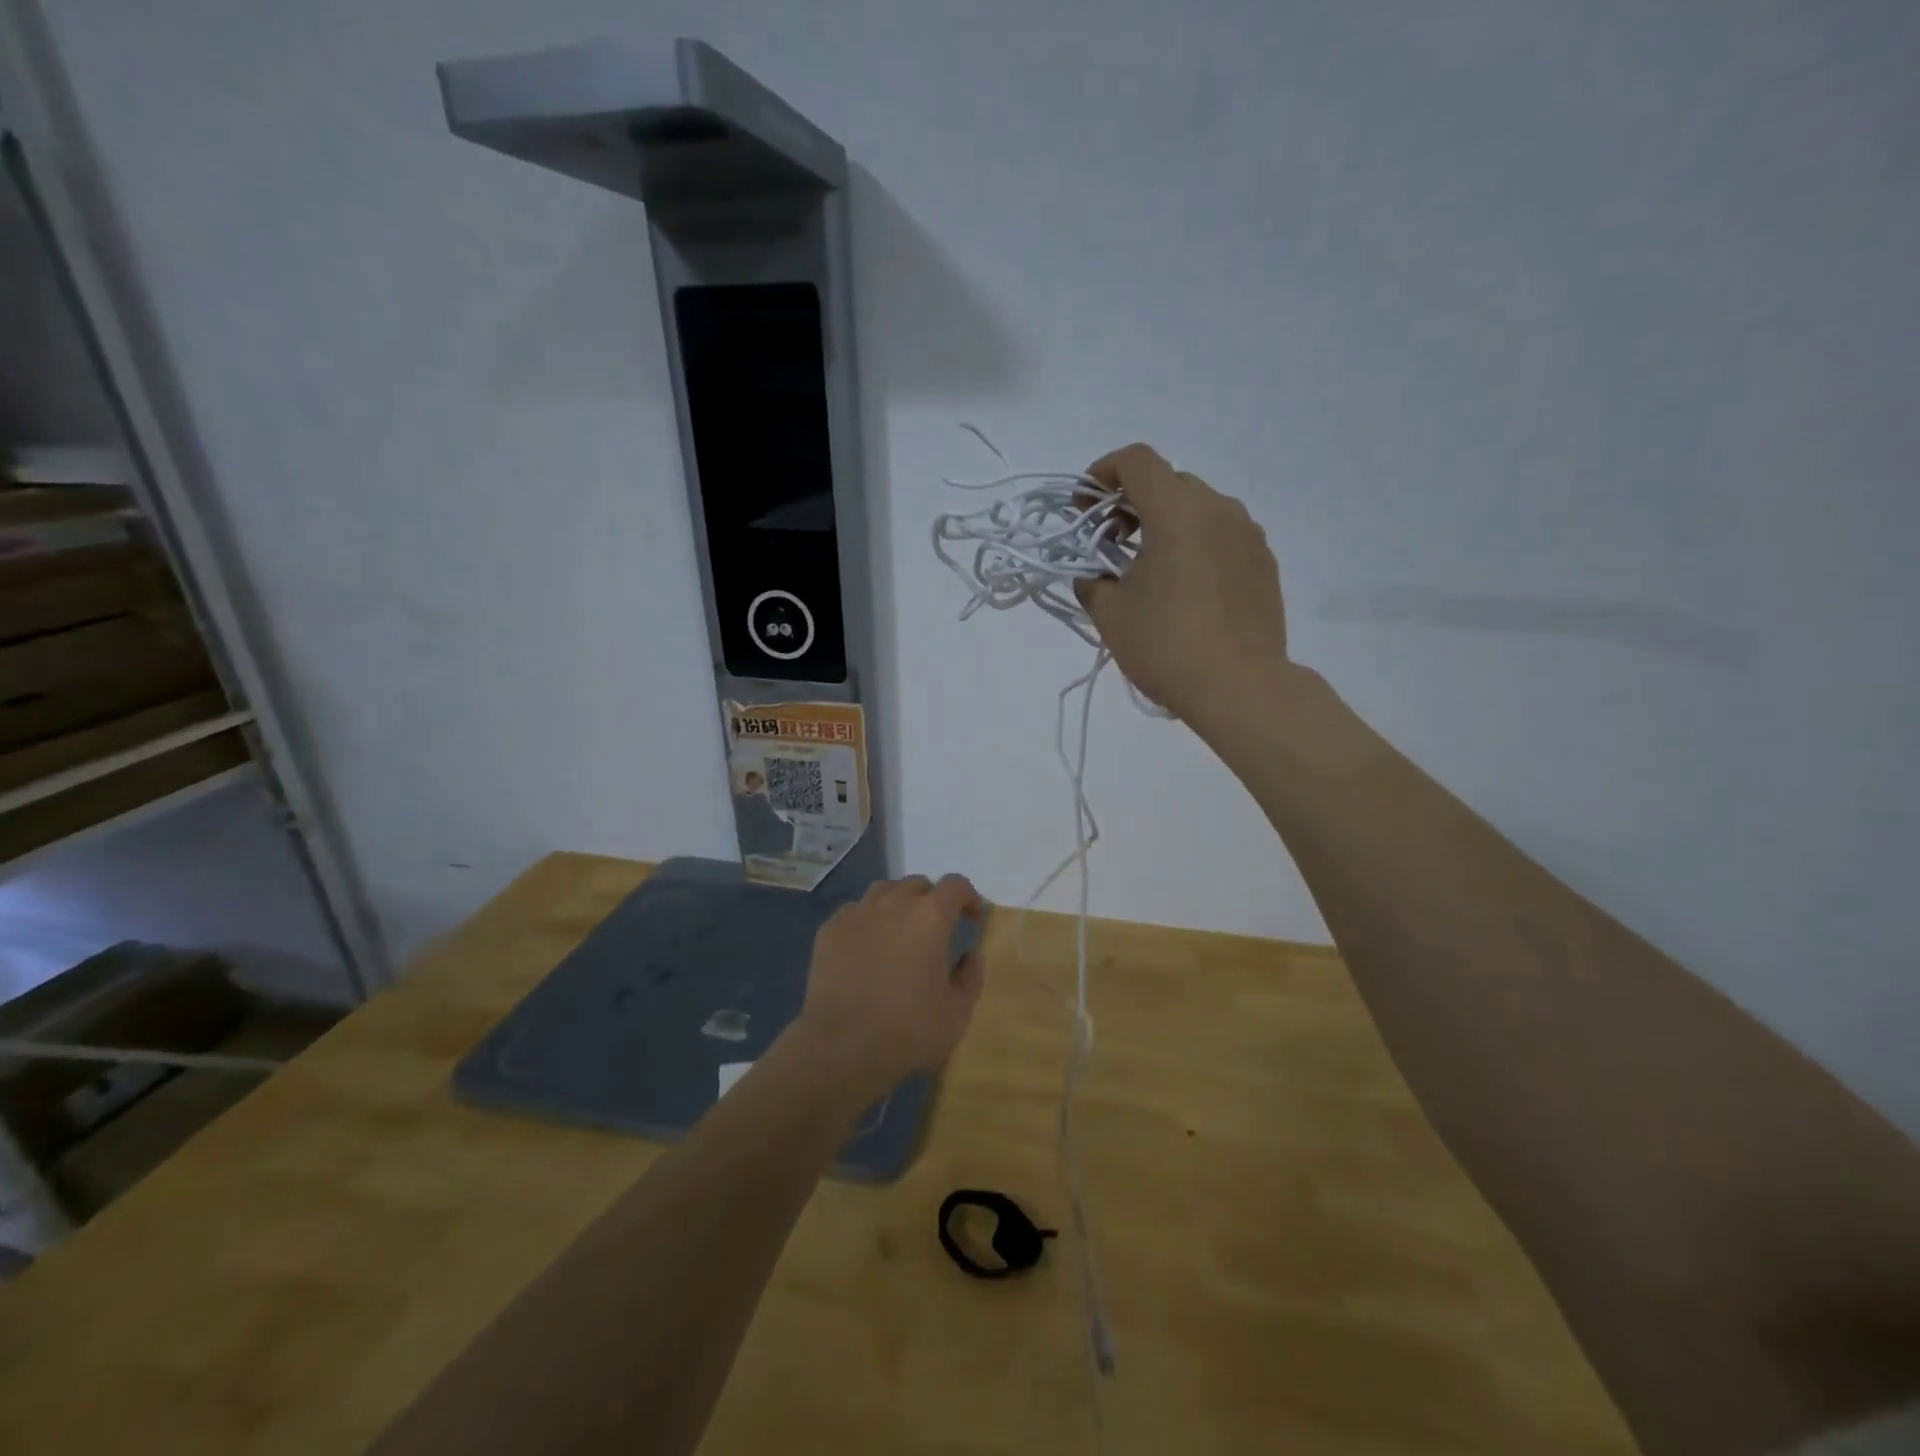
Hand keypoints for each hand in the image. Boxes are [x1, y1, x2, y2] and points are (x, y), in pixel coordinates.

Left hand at [788, 874, 986, 1105]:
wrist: (841, 1048)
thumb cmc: (907, 1031)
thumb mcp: (957, 1013)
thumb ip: (971, 976)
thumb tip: (971, 954)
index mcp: (930, 917)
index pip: (955, 885)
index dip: (968, 897)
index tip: (971, 919)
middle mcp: (893, 904)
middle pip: (917, 884)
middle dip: (932, 899)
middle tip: (936, 929)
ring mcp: (857, 914)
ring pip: (884, 890)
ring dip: (898, 903)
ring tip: (900, 930)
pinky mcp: (830, 930)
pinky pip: (855, 911)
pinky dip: (867, 920)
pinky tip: (867, 945)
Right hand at [1074, 443, 1289, 732]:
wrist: (1240, 687)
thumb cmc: (1167, 646)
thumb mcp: (1110, 615)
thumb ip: (1092, 582)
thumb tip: (1092, 576)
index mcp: (1177, 512)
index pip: (1137, 461)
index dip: (1103, 472)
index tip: (1084, 505)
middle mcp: (1218, 509)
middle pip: (1169, 482)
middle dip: (1133, 502)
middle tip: (1113, 541)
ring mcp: (1248, 534)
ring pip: (1199, 508)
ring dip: (1167, 523)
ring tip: (1150, 568)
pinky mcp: (1264, 562)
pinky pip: (1223, 535)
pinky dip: (1196, 544)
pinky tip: (1186, 587)